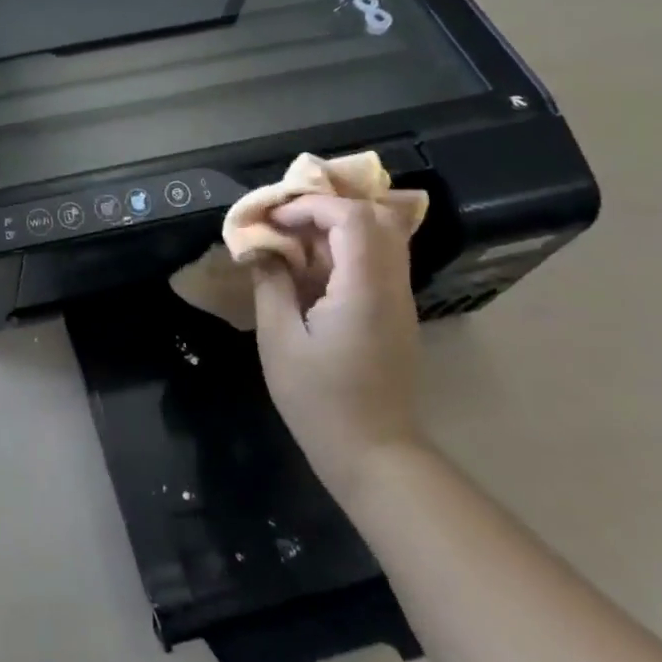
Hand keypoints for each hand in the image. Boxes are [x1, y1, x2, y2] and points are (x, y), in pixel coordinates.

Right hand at [252, 195, 424, 500]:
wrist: (375, 455)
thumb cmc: (320, 400)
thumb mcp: (280, 340)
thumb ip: (271, 284)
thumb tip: (261, 247)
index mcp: (365, 289)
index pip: (352, 217)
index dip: (310, 206)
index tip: (273, 221)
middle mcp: (391, 286)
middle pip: (375, 216)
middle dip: (326, 208)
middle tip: (286, 222)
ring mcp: (399, 299)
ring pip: (380, 235)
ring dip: (335, 227)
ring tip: (293, 243)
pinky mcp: (395, 312)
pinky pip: (376, 259)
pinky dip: (344, 249)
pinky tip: (309, 270)